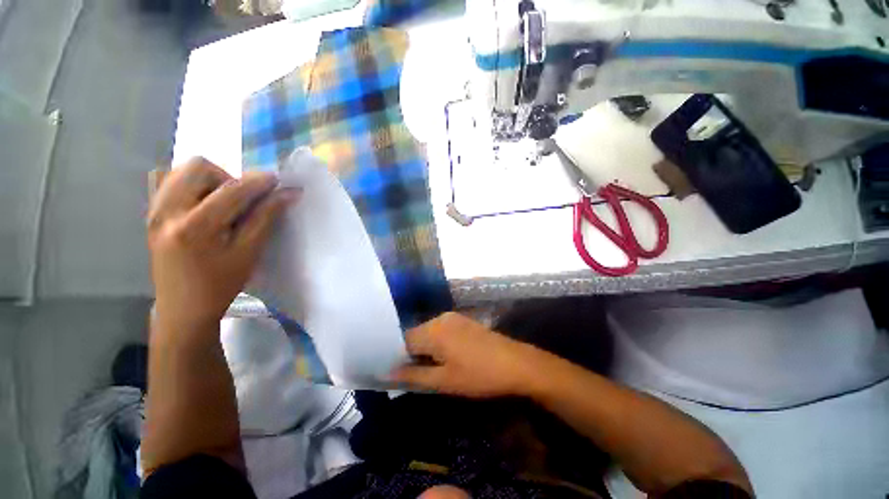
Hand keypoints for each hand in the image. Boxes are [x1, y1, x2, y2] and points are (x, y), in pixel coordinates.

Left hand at [147, 157, 299, 332]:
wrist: (182, 308)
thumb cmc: (221, 284)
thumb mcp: (249, 253)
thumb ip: (266, 218)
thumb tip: (288, 194)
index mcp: (194, 227)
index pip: (231, 190)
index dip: (258, 181)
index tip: (277, 181)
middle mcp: (167, 211)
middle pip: (198, 167)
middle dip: (227, 177)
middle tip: (242, 200)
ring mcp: (153, 211)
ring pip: (181, 171)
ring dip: (209, 179)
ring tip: (223, 203)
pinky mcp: (150, 214)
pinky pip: (168, 181)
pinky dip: (191, 185)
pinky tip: (203, 205)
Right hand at [391, 312, 540, 397]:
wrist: (516, 363)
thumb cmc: (478, 375)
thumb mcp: (443, 381)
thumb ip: (414, 375)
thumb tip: (387, 373)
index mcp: (433, 330)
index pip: (403, 340)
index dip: (399, 357)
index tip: (400, 374)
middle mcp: (440, 318)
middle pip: (416, 334)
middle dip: (414, 354)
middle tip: (419, 375)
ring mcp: (453, 317)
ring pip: (429, 332)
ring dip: (427, 349)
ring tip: (435, 368)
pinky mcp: (463, 320)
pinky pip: (442, 330)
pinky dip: (439, 343)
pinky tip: (449, 357)